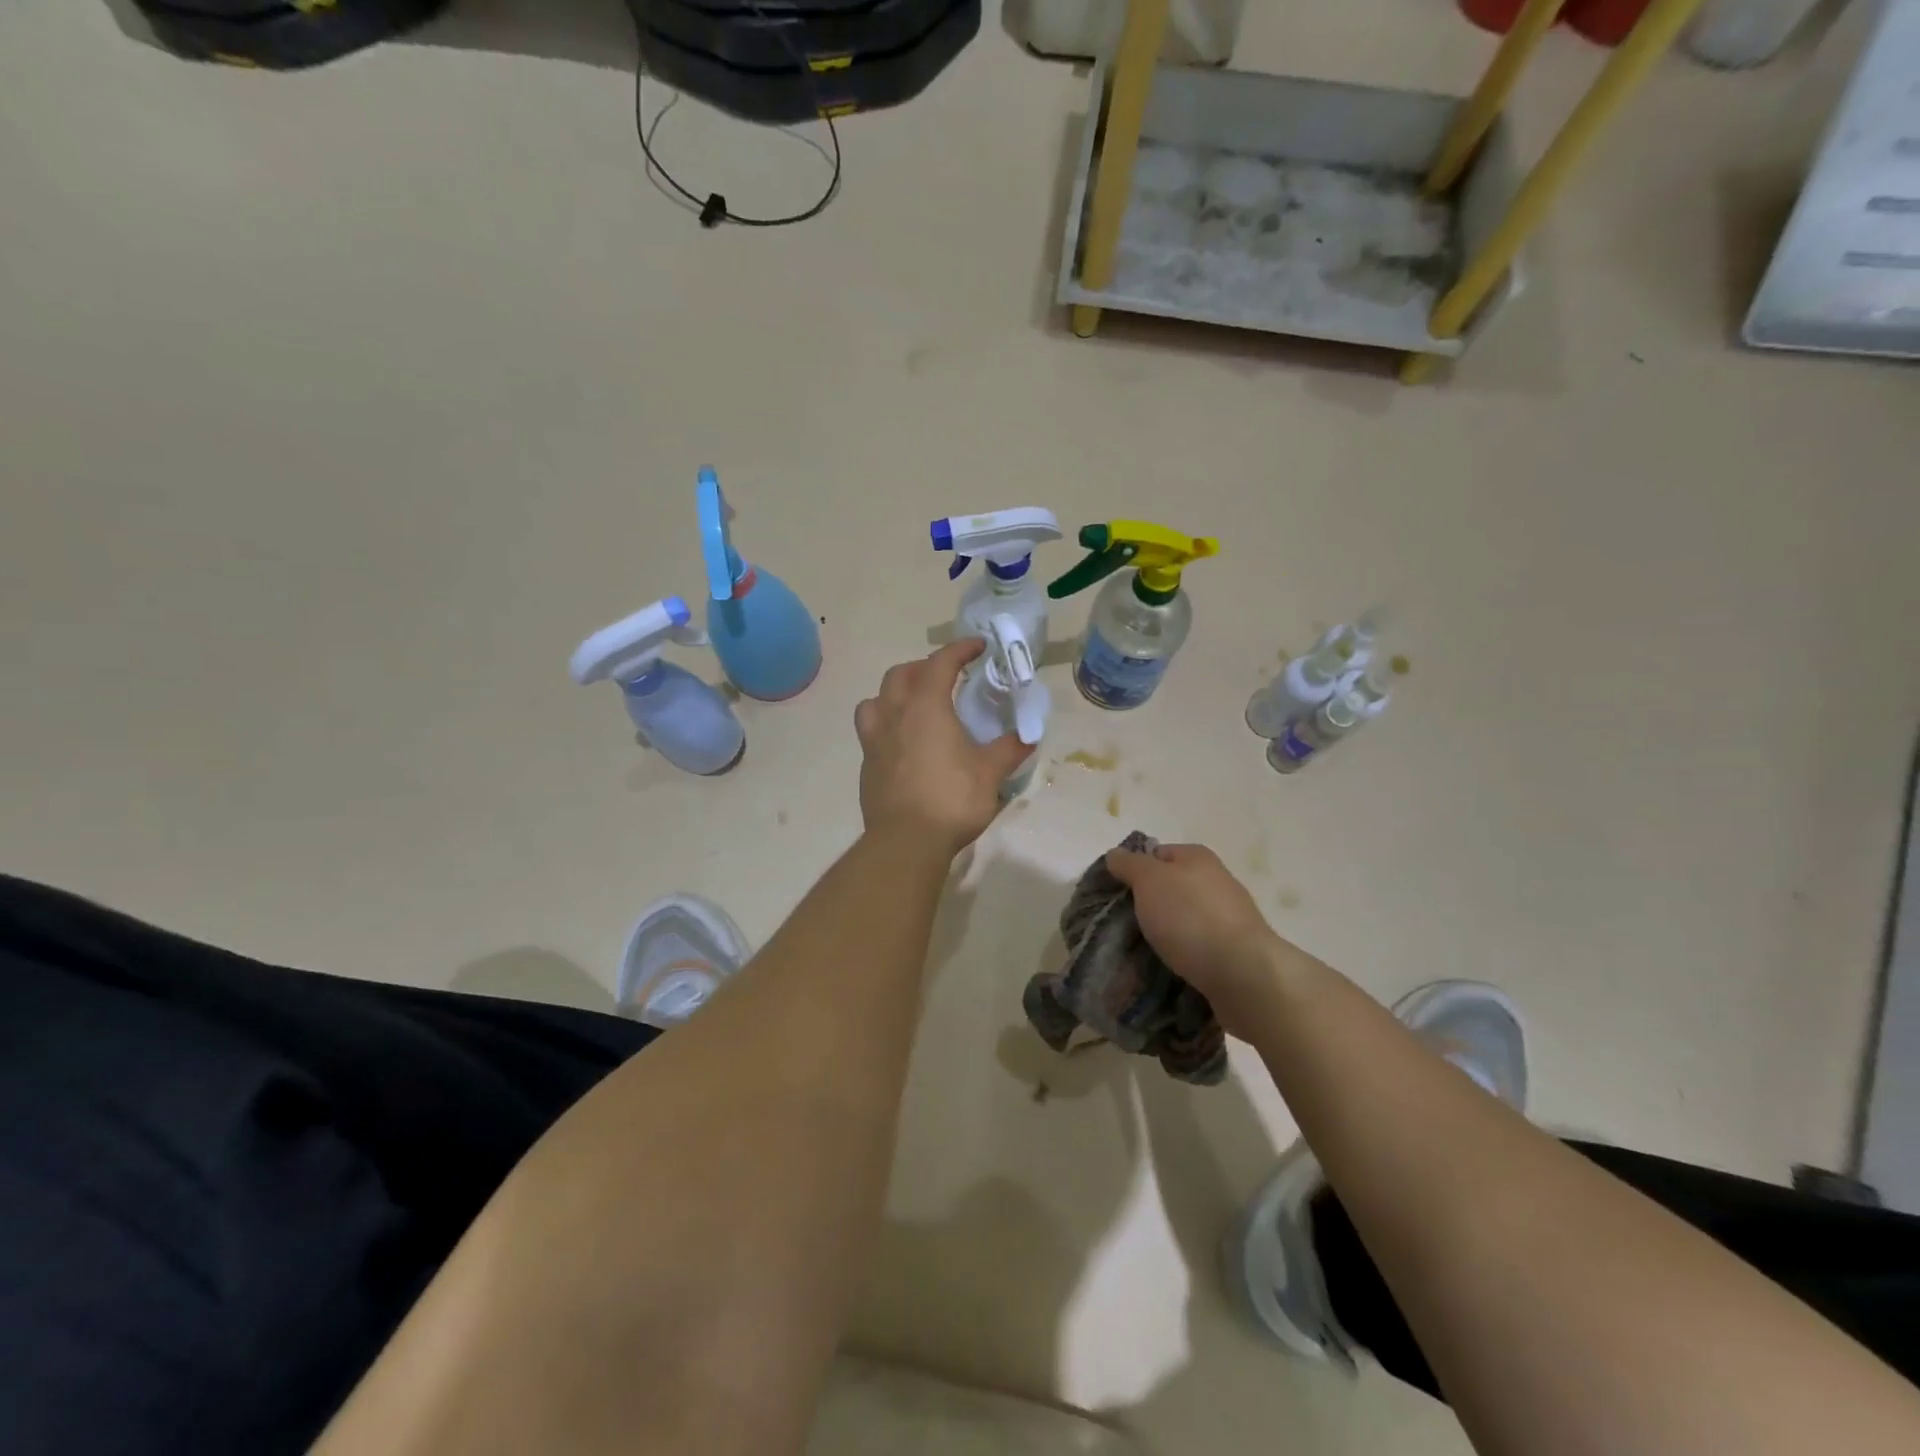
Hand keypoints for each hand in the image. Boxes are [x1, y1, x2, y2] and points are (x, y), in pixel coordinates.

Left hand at [855, 640, 1034, 855]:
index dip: (960, 649)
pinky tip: (903, 742)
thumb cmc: (951, 799)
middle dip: (924, 667)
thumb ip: (1009, 749)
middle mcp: (894, 714)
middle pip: (901, 674)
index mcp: (926, 707)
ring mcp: (874, 739)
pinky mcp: (866, 764)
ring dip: (895, 692)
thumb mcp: (990, 773)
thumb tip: (1028, 736)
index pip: (941, 662)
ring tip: (914, 704)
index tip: (979, 647)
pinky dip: (887, 723)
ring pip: (876, 699)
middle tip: (946, 677)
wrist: (905, 841)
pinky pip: (871, 729)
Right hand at [1105, 843, 1287, 1034]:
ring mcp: (1229, 918)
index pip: (1156, 854)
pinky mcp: (1234, 951)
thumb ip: (1129, 864)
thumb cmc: (1190, 917)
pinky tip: (1167, 968)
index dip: (1134, 870)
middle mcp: (1217, 881)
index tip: (1116, 894)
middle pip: (1171, 887)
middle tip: (1124, 925)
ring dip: (1164, 933)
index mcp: (1198, 857)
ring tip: (1141, 951)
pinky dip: (1181, 955)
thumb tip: (1116, 854)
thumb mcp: (1148, 880)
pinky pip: (1197, 948)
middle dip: (1148, 905)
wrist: (1242, 972)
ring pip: (1184, 920)